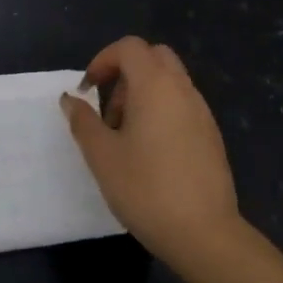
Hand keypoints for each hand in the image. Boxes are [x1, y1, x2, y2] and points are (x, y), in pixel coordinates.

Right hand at [60, 37, 243, 281]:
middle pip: (154, 57)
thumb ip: (83, 121)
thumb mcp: (101, 155)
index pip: (129, 47)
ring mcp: (202, 113)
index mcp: (155, 86)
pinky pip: (182, 104)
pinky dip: (161, 111)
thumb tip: (71, 99)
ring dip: (142, 93)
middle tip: (107, 108)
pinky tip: (149, 152)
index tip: (87, 90)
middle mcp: (182, 90)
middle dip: (125, 72)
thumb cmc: (145, 189)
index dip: (103, 60)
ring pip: (169, 81)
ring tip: (124, 136)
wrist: (205, 235)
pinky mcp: (211, 136)